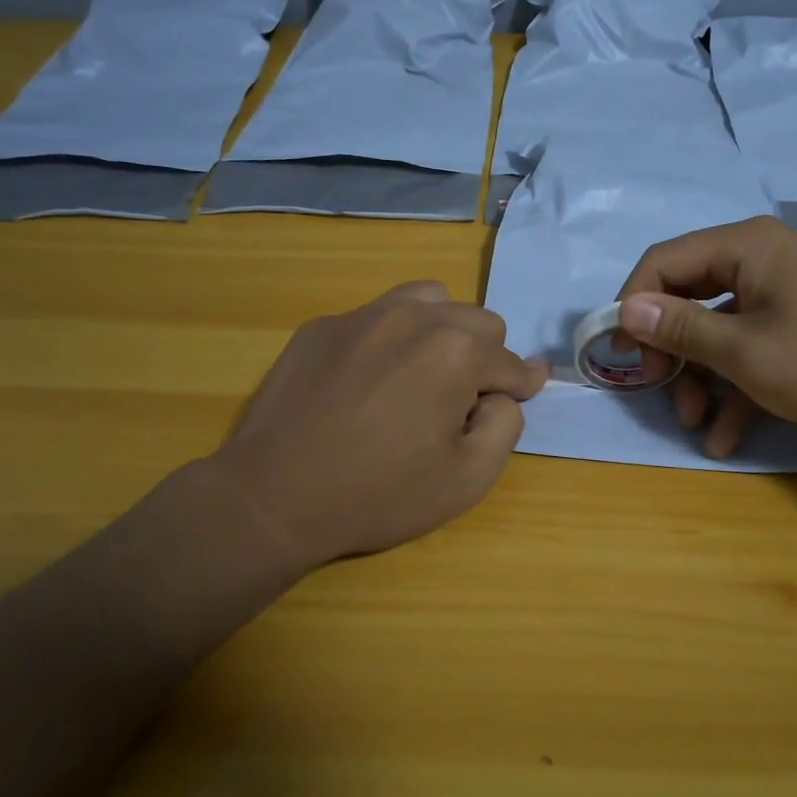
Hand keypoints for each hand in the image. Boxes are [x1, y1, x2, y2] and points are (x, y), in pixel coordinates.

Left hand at [210, 282, 548, 567]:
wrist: (274, 496)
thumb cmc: (379, 494)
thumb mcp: (467, 480)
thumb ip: (506, 426)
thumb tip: (504, 393)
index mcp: (456, 351)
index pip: (510, 362)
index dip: (520, 386)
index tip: (522, 393)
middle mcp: (415, 317)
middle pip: (477, 321)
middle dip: (484, 358)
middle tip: (460, 402)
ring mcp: (364, 315)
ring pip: (429, 301)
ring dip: (441, 331)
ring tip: (422, 374)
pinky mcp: (323, 326)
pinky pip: (376, 316)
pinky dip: (390, 339)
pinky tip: (367, 380)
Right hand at [615, 216, 796, 456]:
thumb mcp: (745, 352)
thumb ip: (680, 328)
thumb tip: (623, 310)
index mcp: (746, 246)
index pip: (664, 261)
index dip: (633, 305)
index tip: (620, 352)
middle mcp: (759, 259)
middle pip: (687, 295)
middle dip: (669, 349)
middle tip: (656, 389)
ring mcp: (779, 292)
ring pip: (715, 328)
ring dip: (699, 377)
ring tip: (695, 424)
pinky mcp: (794, 324)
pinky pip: (747, 347)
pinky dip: (733, 386)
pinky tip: (725, 435)